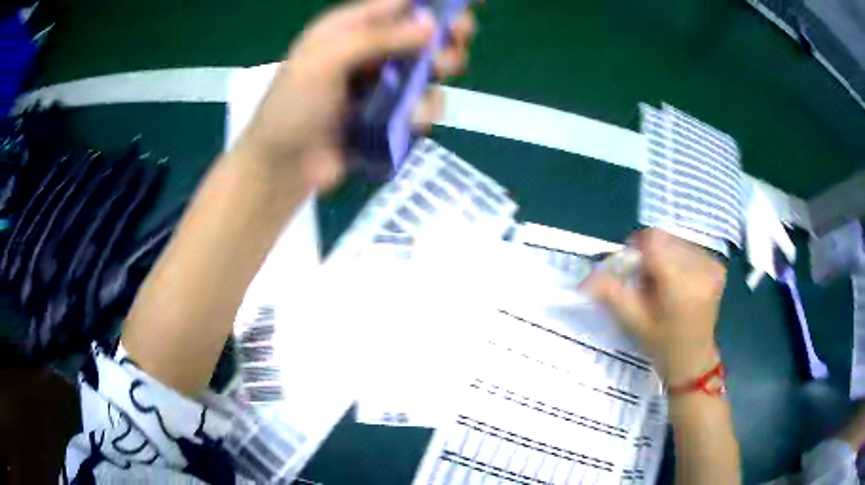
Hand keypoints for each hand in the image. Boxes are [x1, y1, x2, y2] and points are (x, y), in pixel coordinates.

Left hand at [235, 0, 476, 191]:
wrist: (283, 167)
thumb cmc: (292, 108)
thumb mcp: (325, 62)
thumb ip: (376, 38)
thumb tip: (431, 23)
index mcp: (351, 27)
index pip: (401, 2)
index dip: (436, 1)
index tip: (469, 2)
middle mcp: (372, 49)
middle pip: (424, 32)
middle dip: (447, 33)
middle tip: (460, 38)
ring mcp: (384, 83)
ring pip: (431, 67)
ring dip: (440, 69)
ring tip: (436, 74)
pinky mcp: (392, 115)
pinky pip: (424, 104)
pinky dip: (424, 110)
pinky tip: (411, 120)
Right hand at [582, 229, 727, 385]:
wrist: (693, 360)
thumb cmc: (662, 345)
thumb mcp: (633, 322)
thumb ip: (612, 294)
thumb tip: (588, 278)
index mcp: (679, 283)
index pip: (654, 240)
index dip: (637, 247)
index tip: (632, 267)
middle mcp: (699, 268)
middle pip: (665, 238)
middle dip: (650, 253)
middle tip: (646, 280)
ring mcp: (711, 266)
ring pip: (677, 240)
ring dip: (665, 255)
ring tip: (663, 283)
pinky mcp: (717, 267)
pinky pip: (691, 248)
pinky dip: (680, 258)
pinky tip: (679, 282)